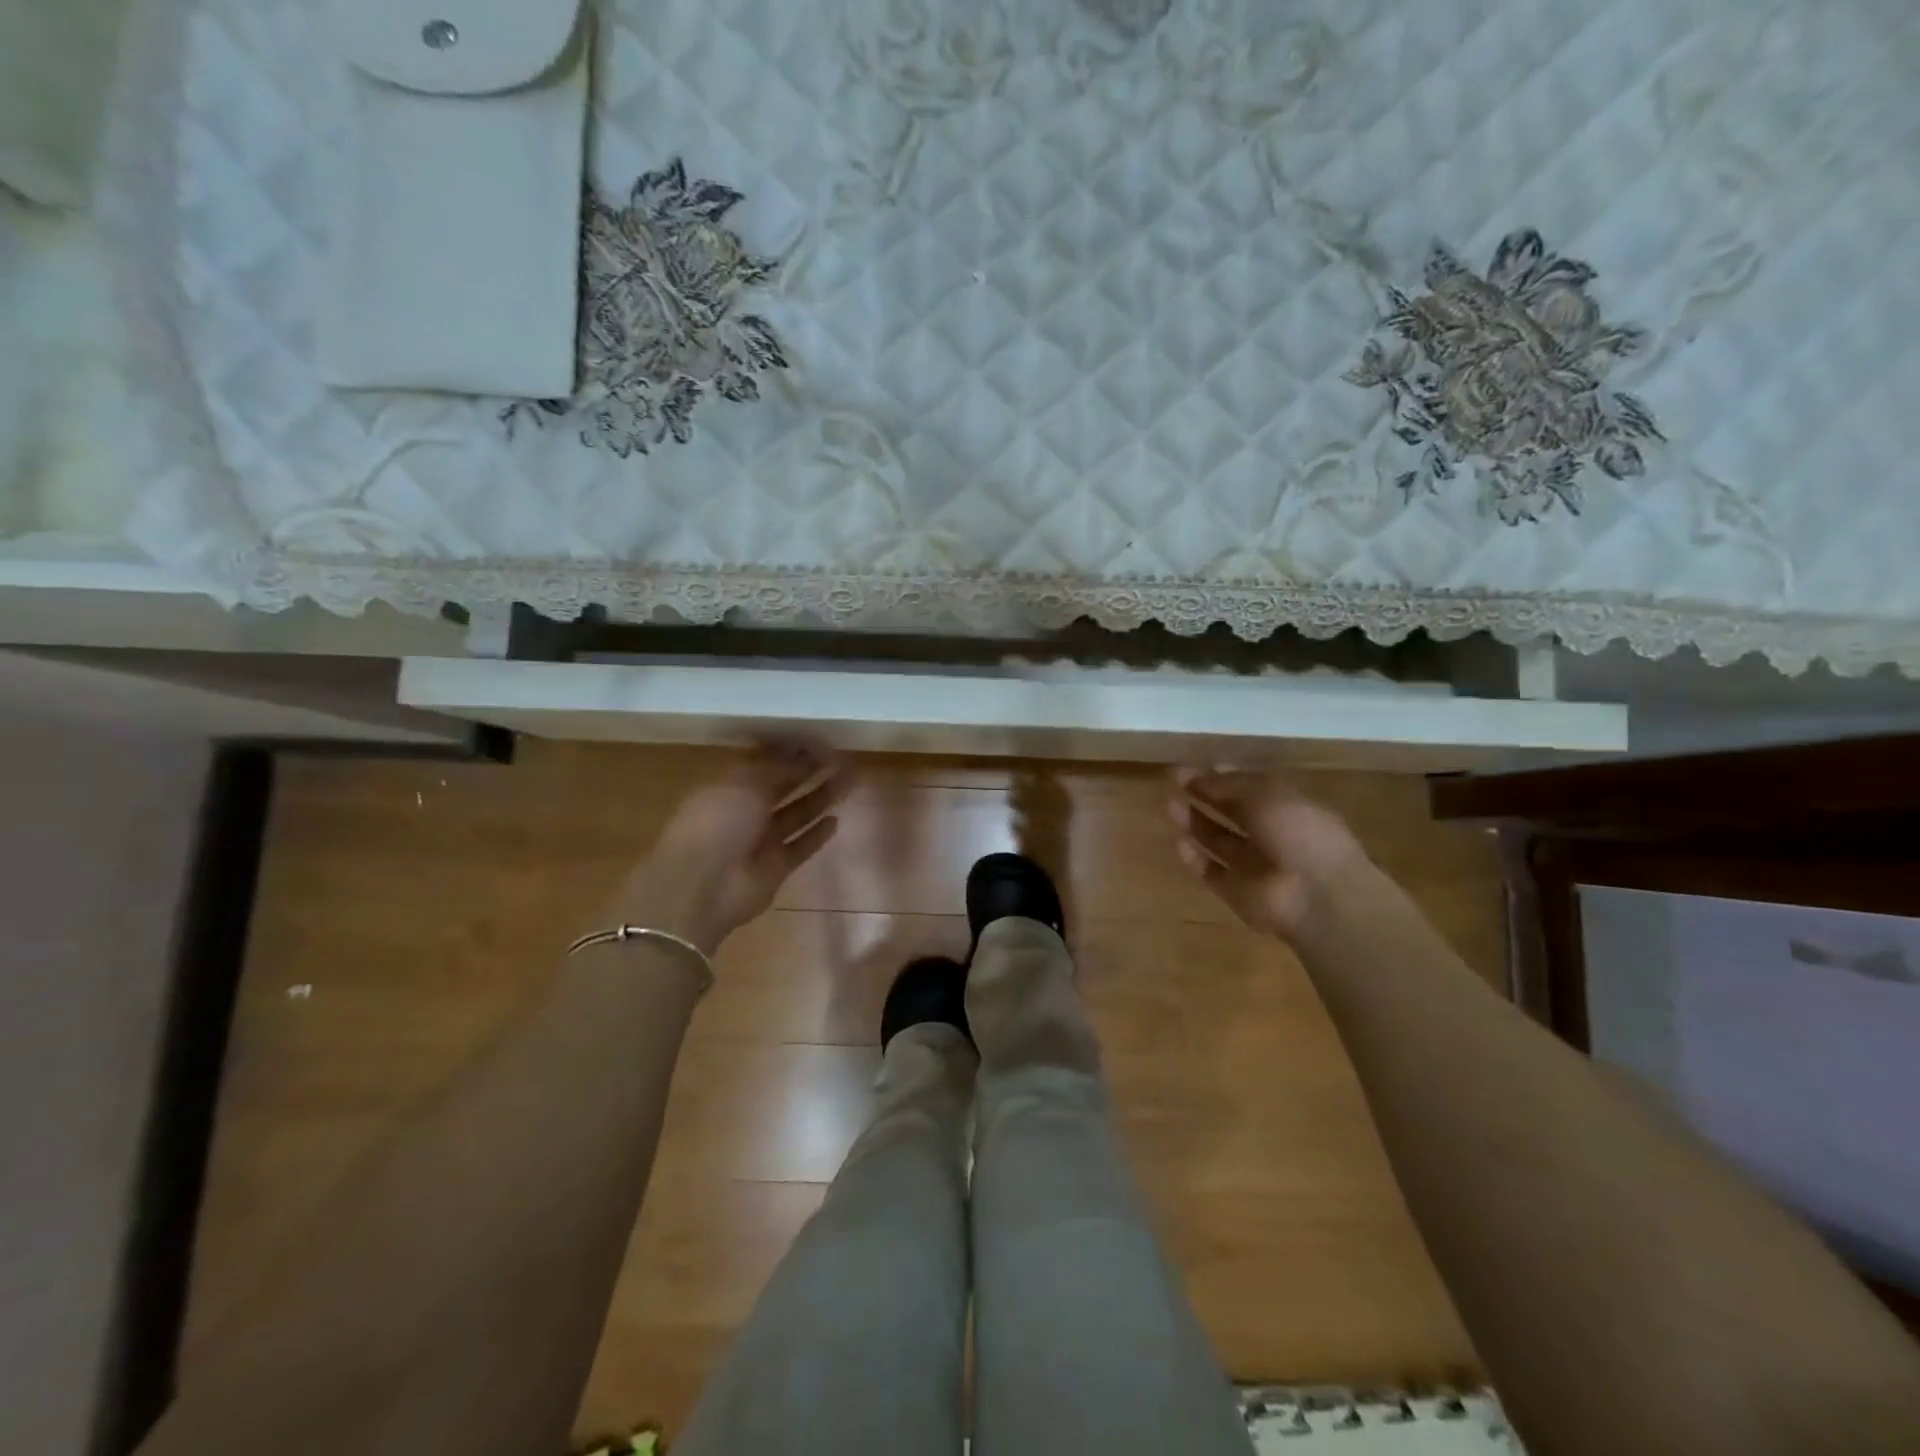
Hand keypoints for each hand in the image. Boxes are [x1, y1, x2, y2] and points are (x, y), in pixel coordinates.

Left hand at [606, 743, 851, 955]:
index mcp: (729, 785)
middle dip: (810, 773)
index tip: (821, 743)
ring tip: (849, 781)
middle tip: (842, 759)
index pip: (765, 763)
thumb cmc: (718, 822)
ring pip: (796, 814)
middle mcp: (745, 811)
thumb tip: (807, 752)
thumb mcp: (746, 782)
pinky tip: (836, 820)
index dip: (792, 752)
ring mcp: (760, 841)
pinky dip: (816, 835)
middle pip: (783, 787)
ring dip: (820, 798)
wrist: (702, 886)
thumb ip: (779, 767)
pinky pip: (800, 846)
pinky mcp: (776, 866)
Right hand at [1168, 768, 1371, 938]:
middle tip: (1177, 780)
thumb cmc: (1299, 833)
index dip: (1224, 777)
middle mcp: (1271, 836)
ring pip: (1219, 841)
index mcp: (1288, 808)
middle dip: (1206, 796)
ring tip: (1170, 805)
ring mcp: (1254, 867)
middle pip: (1233, 813)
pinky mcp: (1238, 893)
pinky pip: (1212, 873)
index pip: (1251, 788)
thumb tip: (1198, 775)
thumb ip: (1229, 784)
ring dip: (1196, 823)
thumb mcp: (1266, 794)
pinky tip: (1179, 843)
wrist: (1317, 896)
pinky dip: (1196, 860)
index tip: (1196, 767)